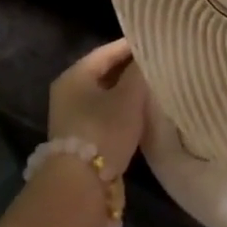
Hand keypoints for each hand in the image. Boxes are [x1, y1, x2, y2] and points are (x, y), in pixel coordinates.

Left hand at [47, 38, 147, 179]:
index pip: (106, 52)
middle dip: (130, 69)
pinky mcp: (81, 137)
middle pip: (104, 73)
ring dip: (127, 91)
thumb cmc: (104, 131)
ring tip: (154, 87)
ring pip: (105, 95)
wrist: (81, 183)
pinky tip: (141, 112)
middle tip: (157, 65)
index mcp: (75, 75)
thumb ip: (138, 74)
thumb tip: (145, 58)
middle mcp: (68, 92)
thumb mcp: (128, 98)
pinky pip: (105, 114)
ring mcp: (72, 116)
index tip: (155, 44)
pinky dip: (122, 109)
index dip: (131, 46)